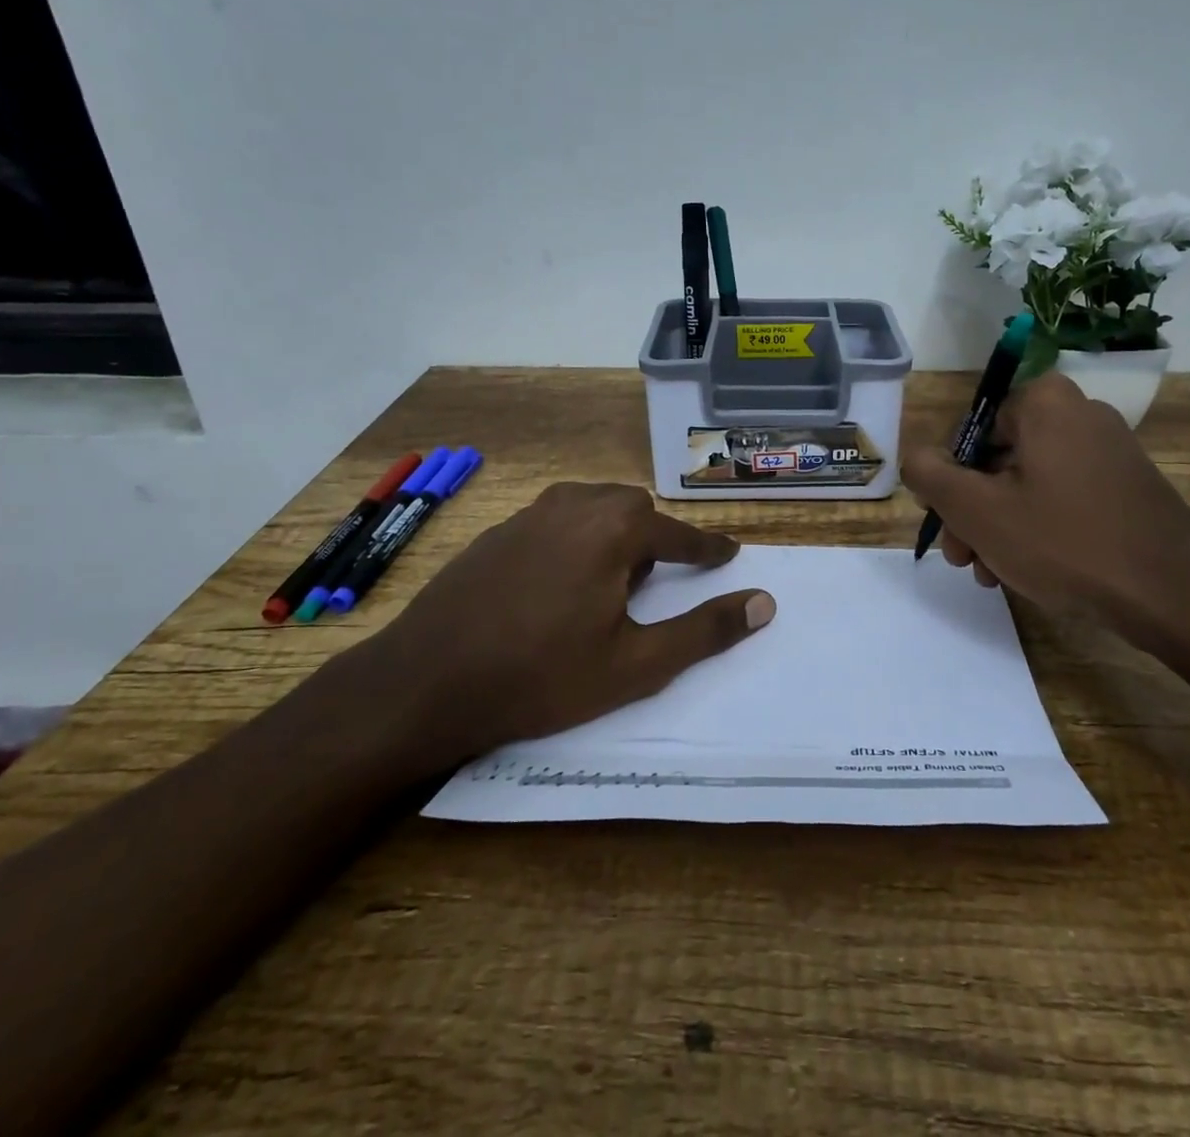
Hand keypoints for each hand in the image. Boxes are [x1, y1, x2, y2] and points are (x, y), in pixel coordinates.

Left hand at [335, 483, 775, 783]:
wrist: (425, 682)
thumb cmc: (541, 676)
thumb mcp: (635, 665)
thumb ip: (704, 631)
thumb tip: (764, 603)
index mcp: (613, 531)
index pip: (677, 533)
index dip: (707, 547)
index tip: (728, 553)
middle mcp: (574, 506)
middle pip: (632, 508)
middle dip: (653, 539)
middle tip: (653, 583)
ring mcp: (529, 515)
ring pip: (591, 507)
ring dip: (612, 533)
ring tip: (606, 582)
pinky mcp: (496, 532)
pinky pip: (554, 520)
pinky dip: (574, 538)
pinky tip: (555, 582)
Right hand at [902, 374, 1189, 694]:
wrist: (1175, 596)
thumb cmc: (1064, 542)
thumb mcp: (977, 510)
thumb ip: (929, 474)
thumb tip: (916, 456)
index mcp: (1044, 403)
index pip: (970, 432)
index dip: (949, 481)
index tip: (946, 526)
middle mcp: (1080, 413)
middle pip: (999, 459)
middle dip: (973, 512)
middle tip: (963, 559)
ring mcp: (1110, 449)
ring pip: (1029, 483)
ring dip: (1000, 527)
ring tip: (993, 575)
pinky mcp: (1129, 485)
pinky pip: (1064, 498)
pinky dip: (1039, 528)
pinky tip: (1029, 571)